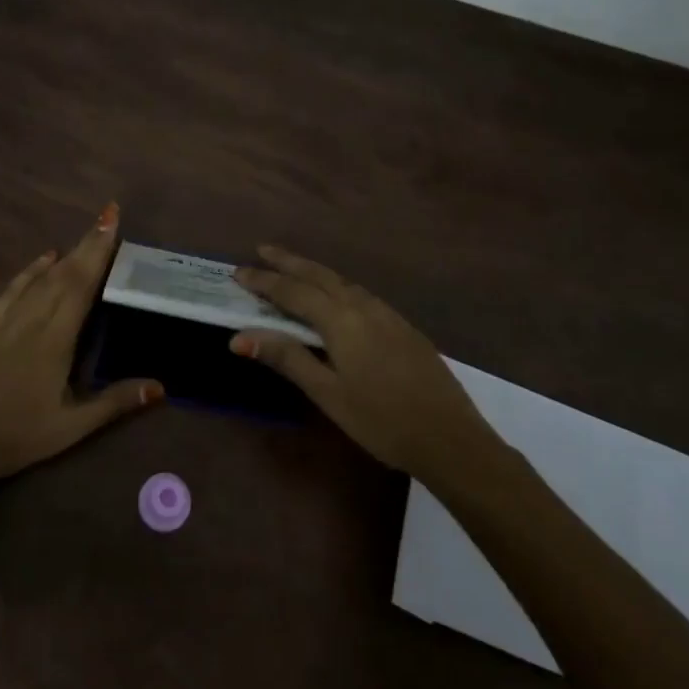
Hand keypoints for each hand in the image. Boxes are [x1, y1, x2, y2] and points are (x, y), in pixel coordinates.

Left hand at [0, 203, 162, 487]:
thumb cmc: (15, 438)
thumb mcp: (70, 428)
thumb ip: (115, 402)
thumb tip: (161, 385)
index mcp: (55, 339)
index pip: (82, 284)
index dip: (99, 252)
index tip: (111, 221)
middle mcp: (31, 319)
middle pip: (64, 273)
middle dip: (88, 244)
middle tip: (107, 217)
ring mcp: (3, 319)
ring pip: (40, 277)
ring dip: (65, 254)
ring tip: (86, 236)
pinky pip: (12, 288)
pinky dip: (30, 270)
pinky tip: (43, 258)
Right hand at [230, 245, 505, 488]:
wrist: (451, 439)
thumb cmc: (381, 421)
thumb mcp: (328, 393)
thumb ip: (287, 358)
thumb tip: (239, 337)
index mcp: (341, 320)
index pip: (293, 291)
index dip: (264, 281)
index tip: (237, 272)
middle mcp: (363, 307)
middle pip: (319, 275)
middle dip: (289, 261)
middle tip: (262, 249)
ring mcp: (387, 315)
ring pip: (342, 281)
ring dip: (314, 271)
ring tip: (293, 268)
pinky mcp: (403, 327)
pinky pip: (360, 293)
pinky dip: (337, 285)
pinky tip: (337, 296)